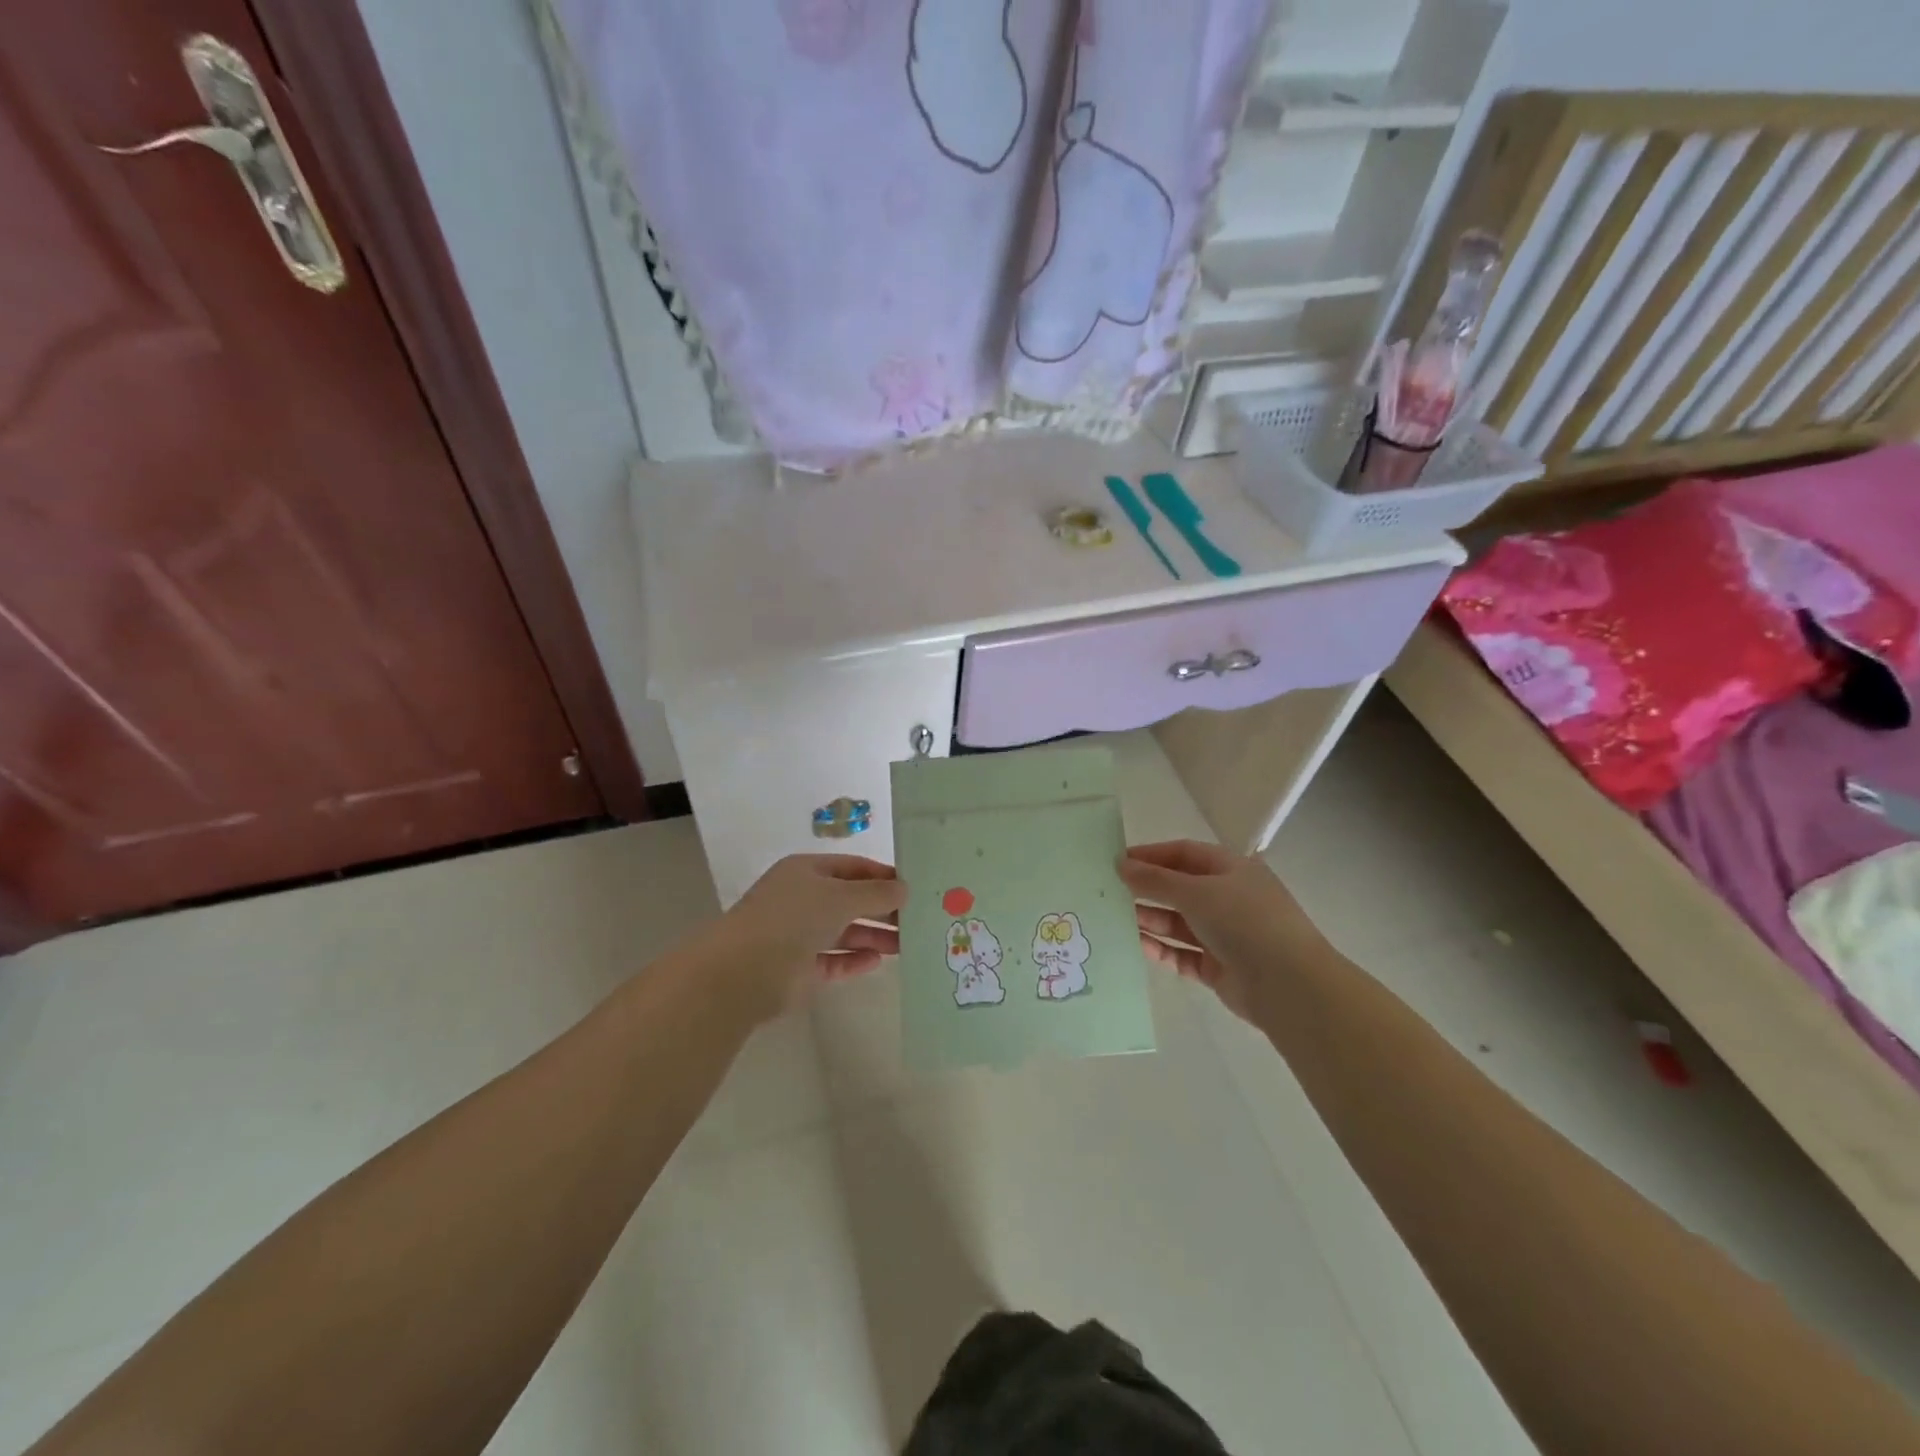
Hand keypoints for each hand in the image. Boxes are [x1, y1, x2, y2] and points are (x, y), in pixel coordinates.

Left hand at [707, 855, 907, 1020]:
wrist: (743, 972)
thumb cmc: (793, 919)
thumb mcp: (840, 896)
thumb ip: (876, 892)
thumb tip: (905, 888)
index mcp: (807, 871)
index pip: (853, 867)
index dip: (882, 876)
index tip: (914, 888)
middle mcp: (802, 898)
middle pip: (850, 900)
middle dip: (882, 909)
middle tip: (917, 920)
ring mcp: (798, 934)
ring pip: (843, 931)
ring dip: (872, 936)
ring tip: (905, 945)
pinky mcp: (797, 968)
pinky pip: (832, 959)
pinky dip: (853, 960)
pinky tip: (876, 963)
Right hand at [1118, 840, 1325, 1024]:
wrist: (1289, 986)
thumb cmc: (1244, 922)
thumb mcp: (1196, 892)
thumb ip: (1155, 880)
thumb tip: (1121, 865)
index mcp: (1231, 869)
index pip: (1184, 853)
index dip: (1150, 855)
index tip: (1117, 862)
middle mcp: (1228, 898)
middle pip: (1179, 888)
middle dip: (1146, 889)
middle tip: (1107, 892)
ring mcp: (1224, 934)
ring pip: (1178, 922)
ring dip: (1150, 919)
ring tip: (1114, 919)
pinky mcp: (1219, 967)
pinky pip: (1183, 953)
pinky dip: (1161, 949)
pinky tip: (1136, 946)